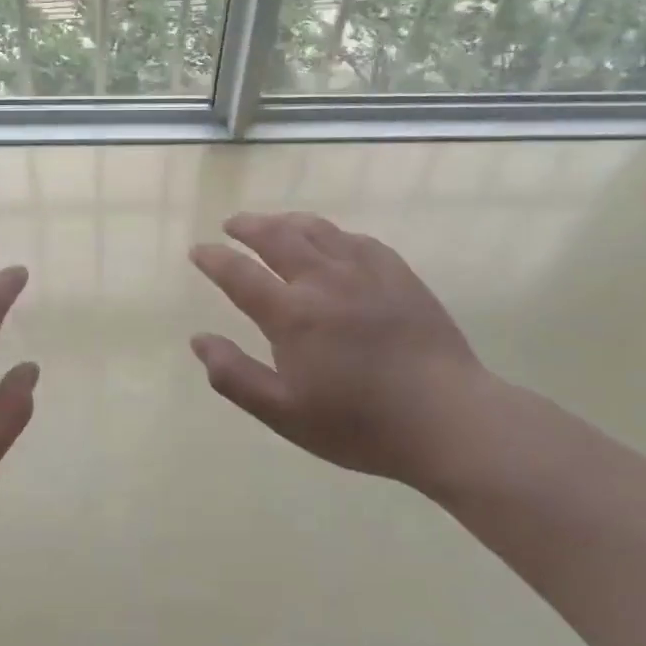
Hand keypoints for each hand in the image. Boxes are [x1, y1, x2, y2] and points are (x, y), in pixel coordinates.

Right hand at [189, 212, 496, 492]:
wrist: (448, 419)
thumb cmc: (359, 424)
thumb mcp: (284, 414)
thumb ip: (235, 376)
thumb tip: (198, 340)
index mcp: (292, 314)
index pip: (239, 273)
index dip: (213, 259)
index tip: (198, 251)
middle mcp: (323, 280)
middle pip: (277, 236)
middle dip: (248, 226)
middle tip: (232, 225)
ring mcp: (365, 271)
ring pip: (317, 229)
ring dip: (286, 222)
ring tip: (273, 224)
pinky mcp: (398, 273)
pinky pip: (355, 239)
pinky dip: (330, 233)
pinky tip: (331, 241)